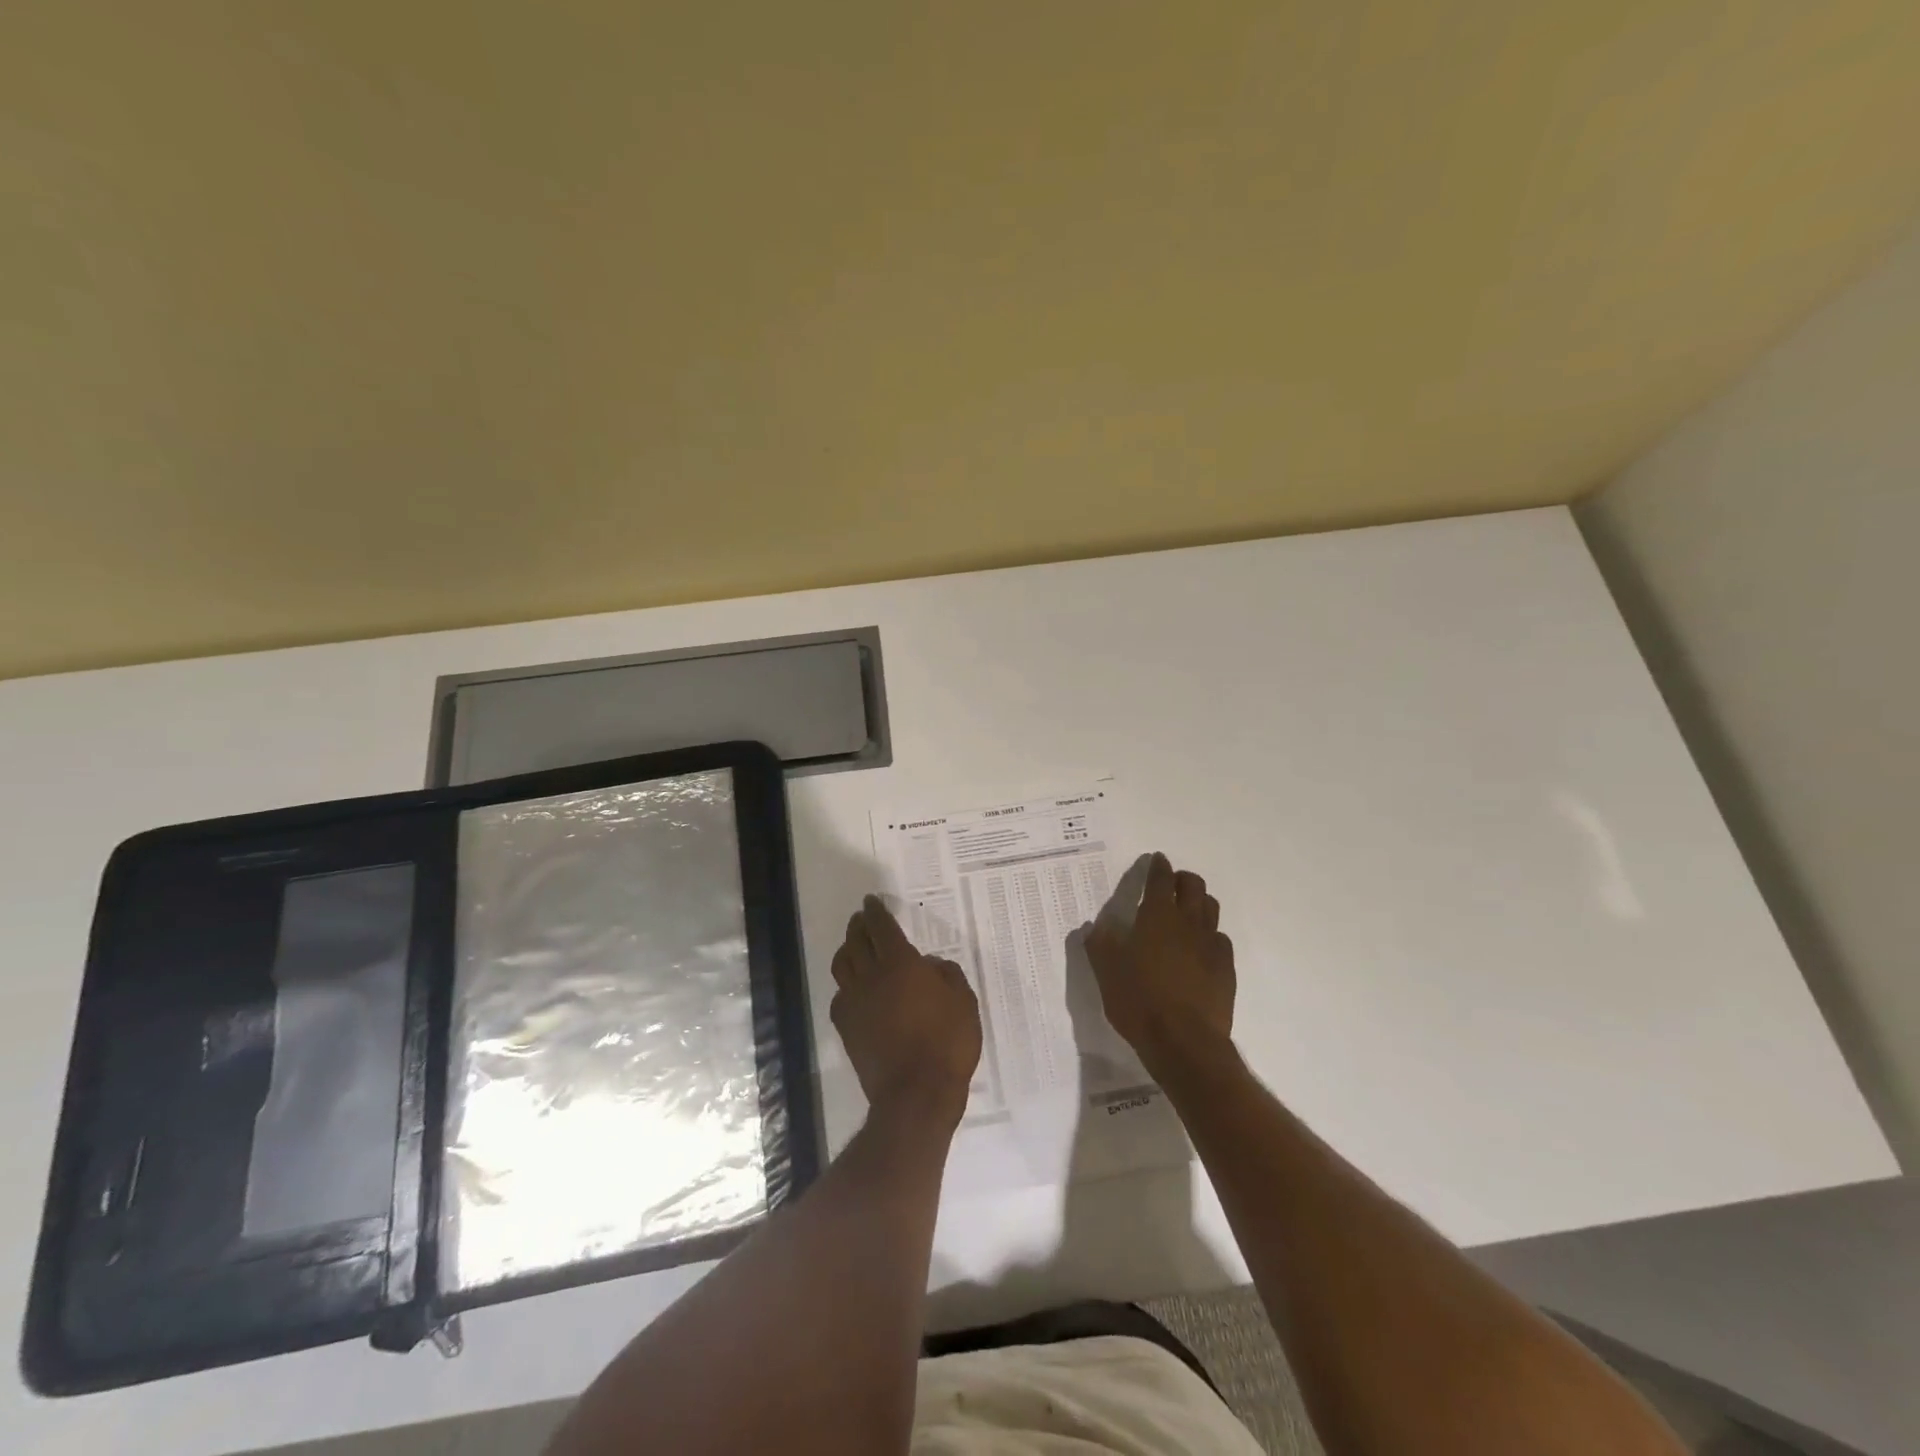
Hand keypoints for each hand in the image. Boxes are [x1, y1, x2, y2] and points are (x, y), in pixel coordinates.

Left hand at [829, 896, 981, 1129]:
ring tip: (853, 947)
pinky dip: (845, 985)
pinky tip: (853, 989)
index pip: (881, 927)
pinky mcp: (846, 1028)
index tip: (871, 902)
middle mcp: (871, 976)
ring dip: (847, 950)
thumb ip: (947, 975)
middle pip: (855, 941)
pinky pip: (840, 996)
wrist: (916, 1094)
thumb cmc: (947, 1042)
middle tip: (862, 919)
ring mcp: (855, 1003)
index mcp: (900, 963)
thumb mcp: (964, 1001)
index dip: (875, 911)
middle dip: (858, 926)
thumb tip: (929, 965)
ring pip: (842, 965)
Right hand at [1084, 853, 1235, 1075]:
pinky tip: (1200, 949)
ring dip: (1199, 902)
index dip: (1158, 866)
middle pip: (1193, 886)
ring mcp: (1211, 945)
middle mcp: (1188, 922)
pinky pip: (1220, 940)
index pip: (1161, 879)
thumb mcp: (1106, 971)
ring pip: (1211, 909)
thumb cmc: (1138, 1000)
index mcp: (1157, 916)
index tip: (1157, 859)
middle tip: (1171, 884)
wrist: (1184, 1042)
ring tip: (1187, 911)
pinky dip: (1210, 936)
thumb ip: (1099, 944)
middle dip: (1182, 879)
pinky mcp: (1226, 968)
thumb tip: (1094, 926)